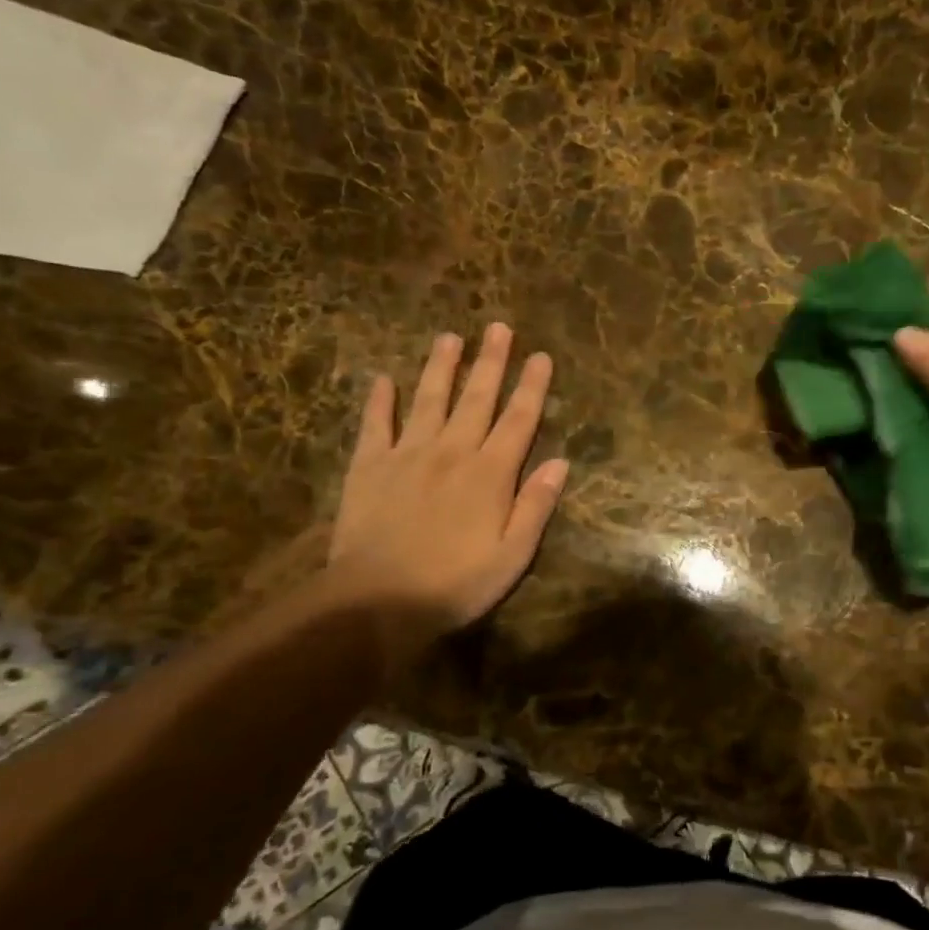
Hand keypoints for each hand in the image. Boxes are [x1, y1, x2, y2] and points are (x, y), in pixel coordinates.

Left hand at [327, 324, 568, 631]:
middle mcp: (452, 452)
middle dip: (491, 361)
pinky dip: (379, 400)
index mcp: (490, 474)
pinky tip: (383, 378)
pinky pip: (375, 424)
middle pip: (476, 398)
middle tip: (498, 327)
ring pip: (428, 400)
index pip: (518, 420)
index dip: (532, 387)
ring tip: (450, 337)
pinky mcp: (368, 467)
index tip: (541, 356)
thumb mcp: (512, 556)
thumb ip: (536, 506)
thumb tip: (560, 463)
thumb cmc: (454, 584)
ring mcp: (406, 455)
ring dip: (441, 367)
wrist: (376, 602)